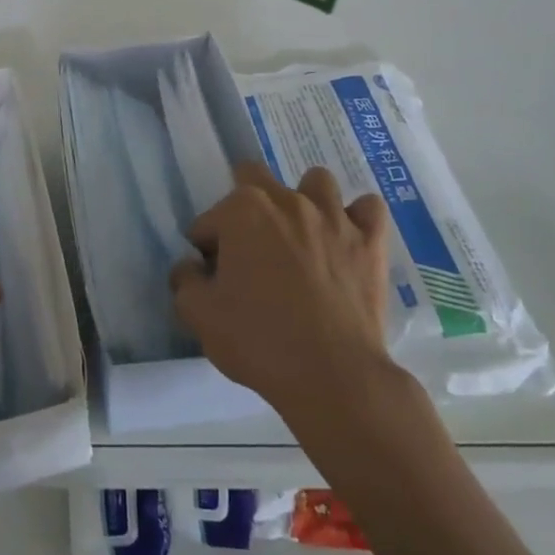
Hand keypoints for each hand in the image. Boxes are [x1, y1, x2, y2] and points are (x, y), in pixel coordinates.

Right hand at [173, 163, 394, 426]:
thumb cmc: (259, 340)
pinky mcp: (369, 241)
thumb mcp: (200, 316)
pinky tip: (347, 238)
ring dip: (304, 201)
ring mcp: (333, 216)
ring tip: (300, 236)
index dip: (207, 248)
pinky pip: (369, 208)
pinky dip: (357, 217)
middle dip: (245, 206)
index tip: (214, 277)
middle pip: (256, 179)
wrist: (332, 375)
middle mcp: (287, 200)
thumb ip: (185, 281)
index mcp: (242, 211)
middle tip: (249, 248)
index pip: (210, 220)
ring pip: (317, 182)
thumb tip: (190, 267)